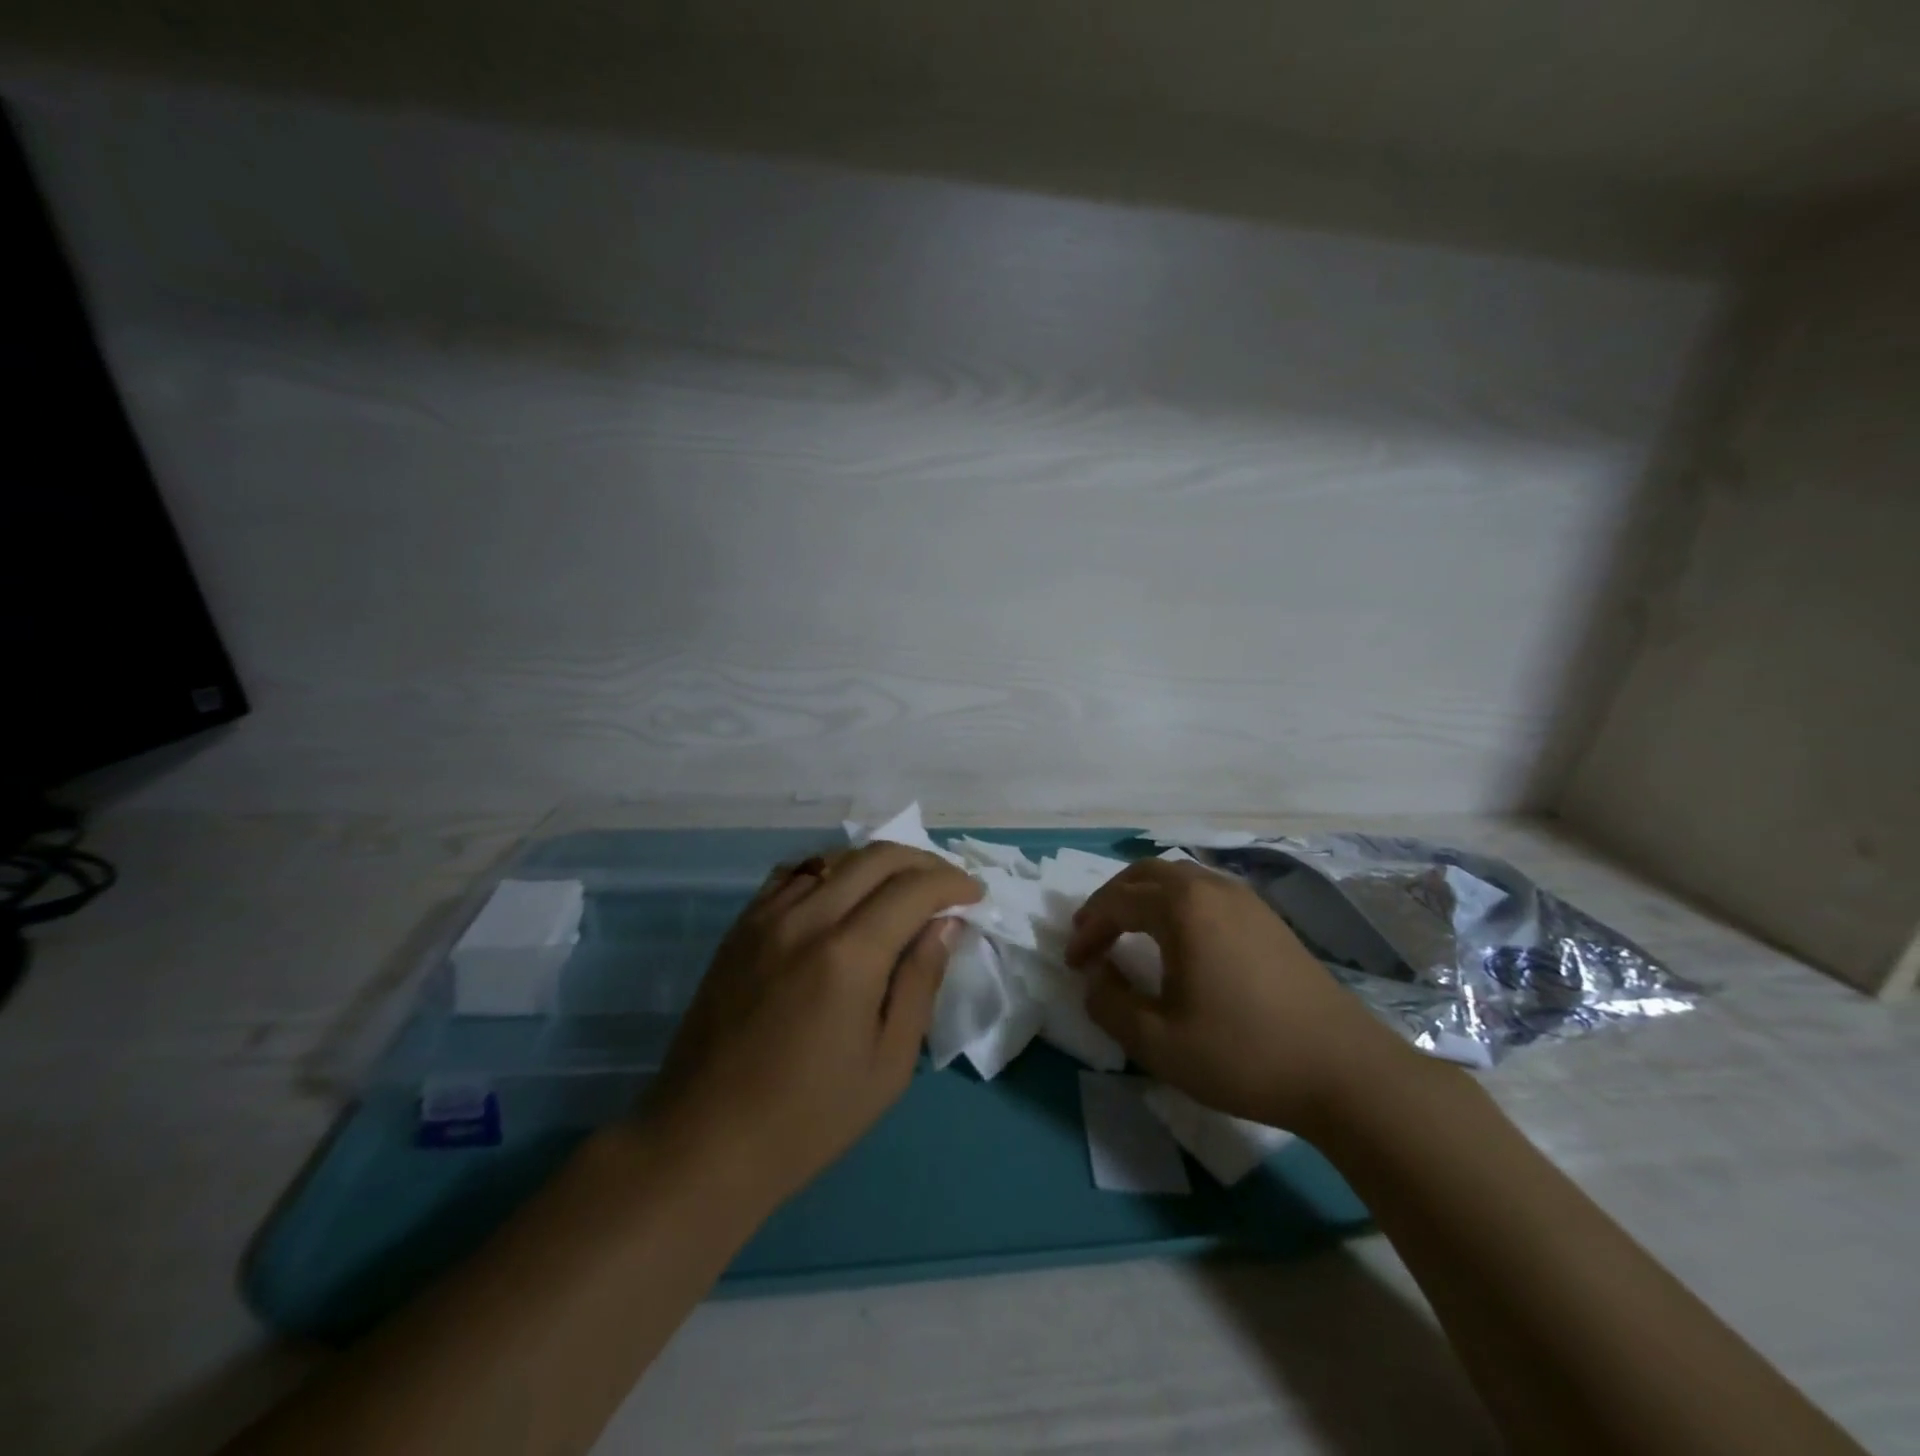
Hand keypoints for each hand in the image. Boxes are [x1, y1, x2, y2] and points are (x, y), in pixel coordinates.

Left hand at [642, 843, 981, 1210]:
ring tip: (901, 888)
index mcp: (848, 956)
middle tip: (947, 886)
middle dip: (922, 862)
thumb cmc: (809, 1117)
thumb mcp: (888, 1063)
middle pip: (875, 858)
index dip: (953, 884)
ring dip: (877, 863)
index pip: (913, 889)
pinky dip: (830, 871)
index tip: (975, 896)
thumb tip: (945, 925)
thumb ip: (919, 983)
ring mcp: (766, 917)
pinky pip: (793, 874)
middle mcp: (806, 919)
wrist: (705, 1140)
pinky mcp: (741, 927)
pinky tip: (842, 894)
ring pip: (834, 858)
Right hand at [1065, 858, 1416, 1132]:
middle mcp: (1211, 888)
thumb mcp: (1159, 1042)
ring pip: (1178, 877)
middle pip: (1145, 874)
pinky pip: (1206, 890)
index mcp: (1182, 908)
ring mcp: (1245, 899)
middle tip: (1091, 933)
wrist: (1344, 1071)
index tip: (1072, 963)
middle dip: (1110, 900)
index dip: (1087, 930)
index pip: (1117, 903)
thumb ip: (1110, 1005)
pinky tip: (1179, 937)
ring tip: (1128, 929)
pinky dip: (1176, 902)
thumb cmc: (1243, 1054)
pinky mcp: (1268, 918)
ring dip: (1143, 896)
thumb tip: (1095, 978)